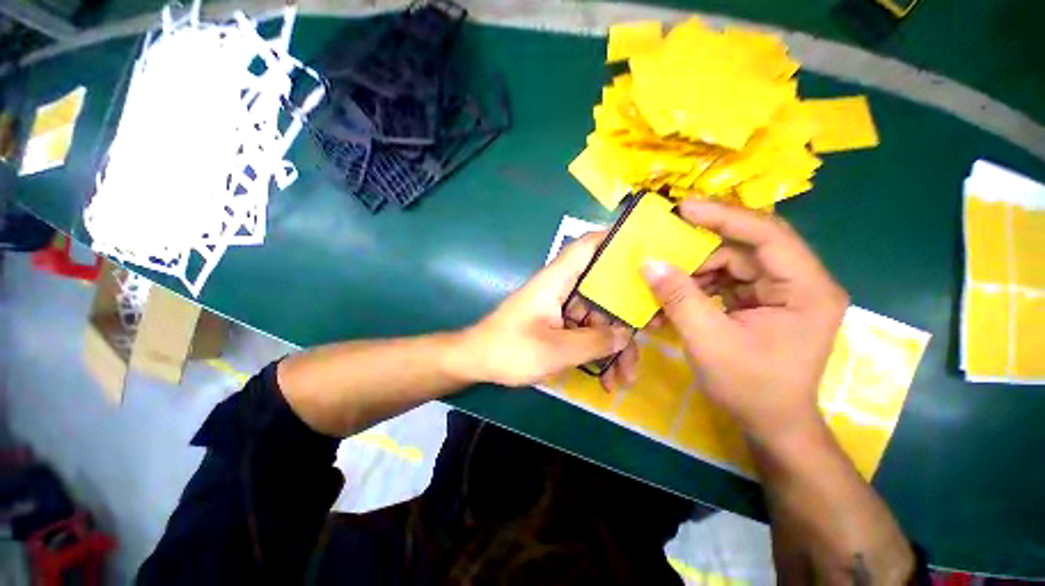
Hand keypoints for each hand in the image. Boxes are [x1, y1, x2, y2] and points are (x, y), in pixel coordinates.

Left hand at [461, 233, 637, 389]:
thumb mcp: (556, 350)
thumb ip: (594, 342)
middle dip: (626, 317)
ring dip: (613, 346)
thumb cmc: (510, 349)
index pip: (588, 246)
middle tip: (652, 337)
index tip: (647, 248)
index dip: (615, 240)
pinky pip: (585, 332)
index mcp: (557, 280)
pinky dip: (597, 352)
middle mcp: (562, 288)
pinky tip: (606, 379)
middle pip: (603, 291)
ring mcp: (561, 307)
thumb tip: (625, 336)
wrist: (477, 361)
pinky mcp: (558, 324)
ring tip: (625, 379)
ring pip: (597, 317)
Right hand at [641, 199, 848, 446]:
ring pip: (732, 266)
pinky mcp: (763, 303)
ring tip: (663, 284)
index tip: (683, 209)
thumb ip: (678, 297)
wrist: (771, 424)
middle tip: (663, 247)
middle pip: (746, 249)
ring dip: (694, 273)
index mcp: (806, 290)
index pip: (768, 235)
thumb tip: (649, 262)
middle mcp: (800, 284)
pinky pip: (727, 283)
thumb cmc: (750, 387)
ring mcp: (781, 293)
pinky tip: (674, 298)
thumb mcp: (708, 341)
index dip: (724, 217)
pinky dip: (698, 288)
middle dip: (701, 250)